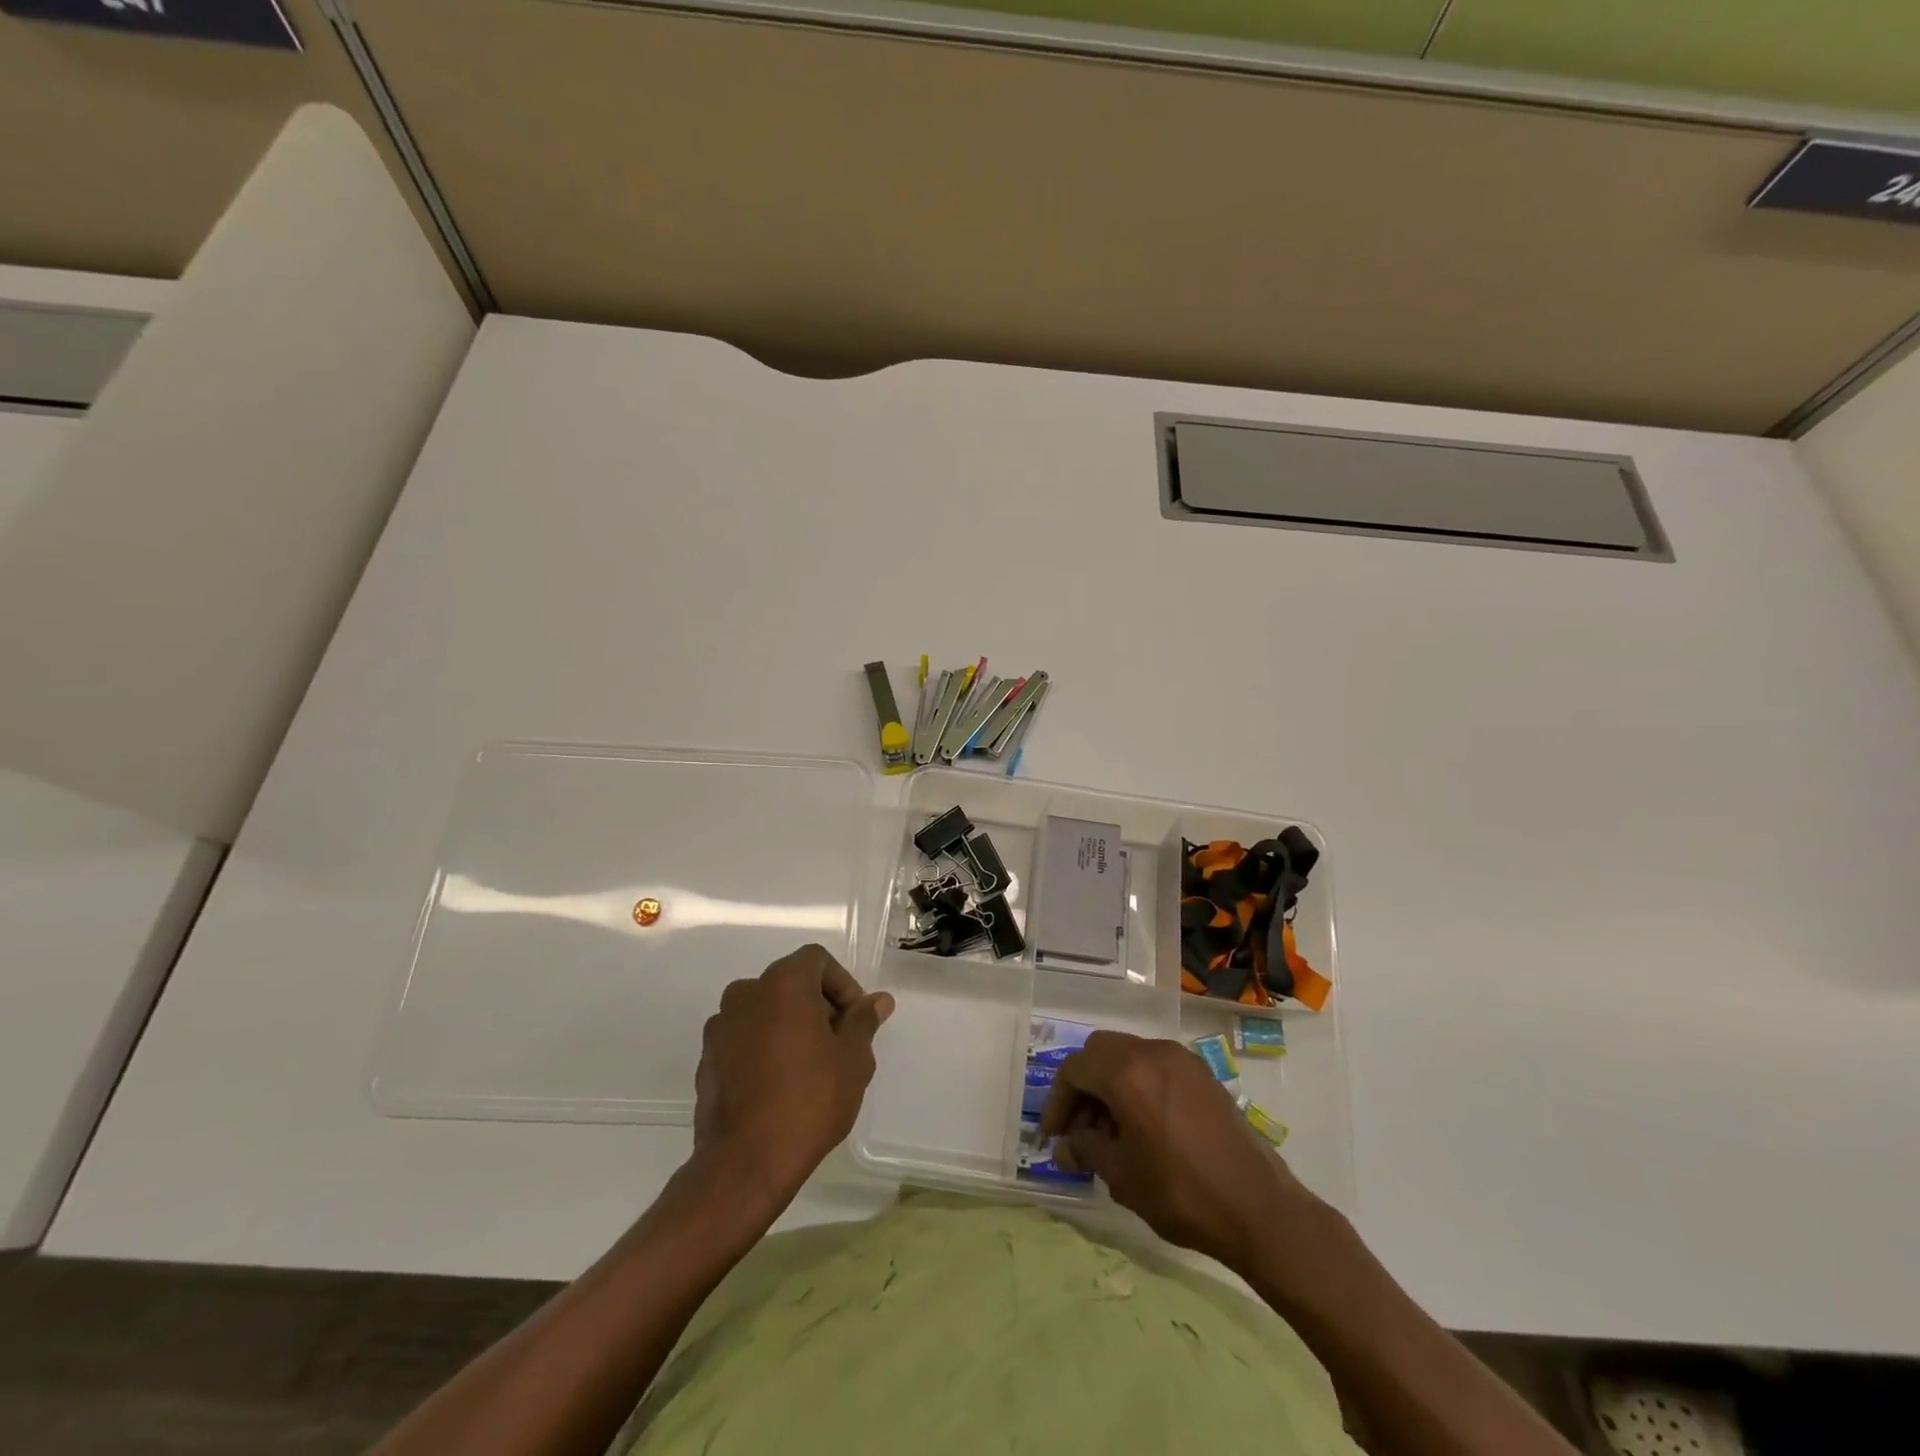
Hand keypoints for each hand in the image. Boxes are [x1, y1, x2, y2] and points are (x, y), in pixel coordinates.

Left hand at [694, 944, 893, 1211]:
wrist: (744, 1163)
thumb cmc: (809, 1101)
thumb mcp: (853, 1060)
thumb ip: (864, 1021)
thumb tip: (878, 1001)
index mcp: (782, 983)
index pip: (817, 960)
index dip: (842, 984)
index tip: (854, 1020)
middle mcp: (745, 993)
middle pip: (789, 982)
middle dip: (817, 1004)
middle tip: (837, 1043)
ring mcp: (720, 1026)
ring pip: (765, 1009)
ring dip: (789, 1025)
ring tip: (809, 1066)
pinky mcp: (706, 1058)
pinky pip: (744, 1037)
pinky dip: (763, 1046)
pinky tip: (778, 1084)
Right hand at [1037, 1030, 1314, 1271]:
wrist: (1258, 1208)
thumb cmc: (1181, 1192)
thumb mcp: (1122, 1175)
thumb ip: (1086, 1150)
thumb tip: (1064, 1147)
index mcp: (1127, 1072)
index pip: (1075, 1069)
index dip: (1057, 1102)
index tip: (1053, 1136)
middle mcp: (1152, 1052)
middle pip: (1099, 1052)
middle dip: (1082, 1086)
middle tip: (1078, 1128)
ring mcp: (1180, 1059)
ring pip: (1128, 1055)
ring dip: (1110, 1084)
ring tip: (1110, 1132)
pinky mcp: (1201, 1074)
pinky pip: (1155, 1066)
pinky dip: (1137, 1084)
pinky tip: (1141, 1126)